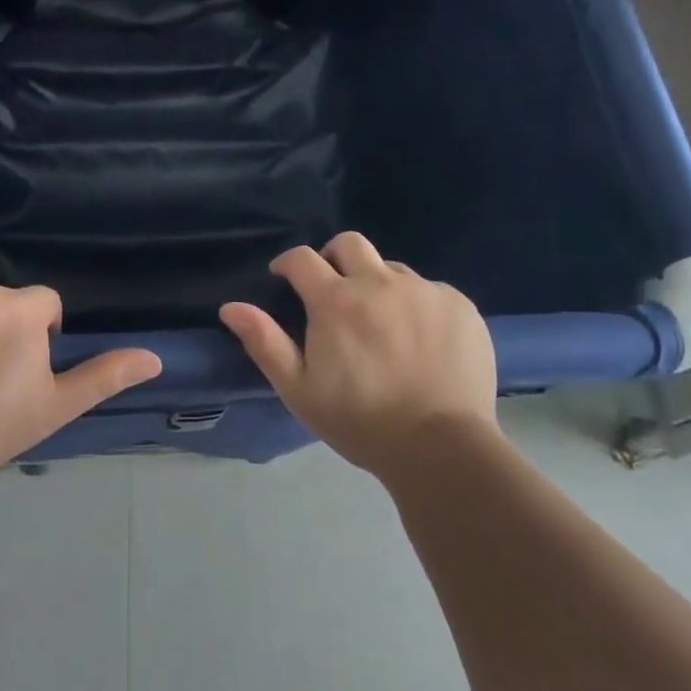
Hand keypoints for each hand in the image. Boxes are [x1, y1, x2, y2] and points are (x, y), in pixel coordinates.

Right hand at [219, 232, 498, 477]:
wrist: (441, 447)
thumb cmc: (361, 422)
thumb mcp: (300, 390)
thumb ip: (265, 343)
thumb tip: (230, 307)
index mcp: (336, 301)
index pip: (302, 258)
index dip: (288, 264)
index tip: (285, 278)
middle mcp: (380, 282)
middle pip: (349, 243)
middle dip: (333, 258)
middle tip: (333, 291)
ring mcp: (424, 290)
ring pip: (391, 269)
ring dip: (377, 285)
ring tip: (382, 325)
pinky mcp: (459, 305)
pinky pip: (430, 291)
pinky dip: (417, 306)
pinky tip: (421, 342)